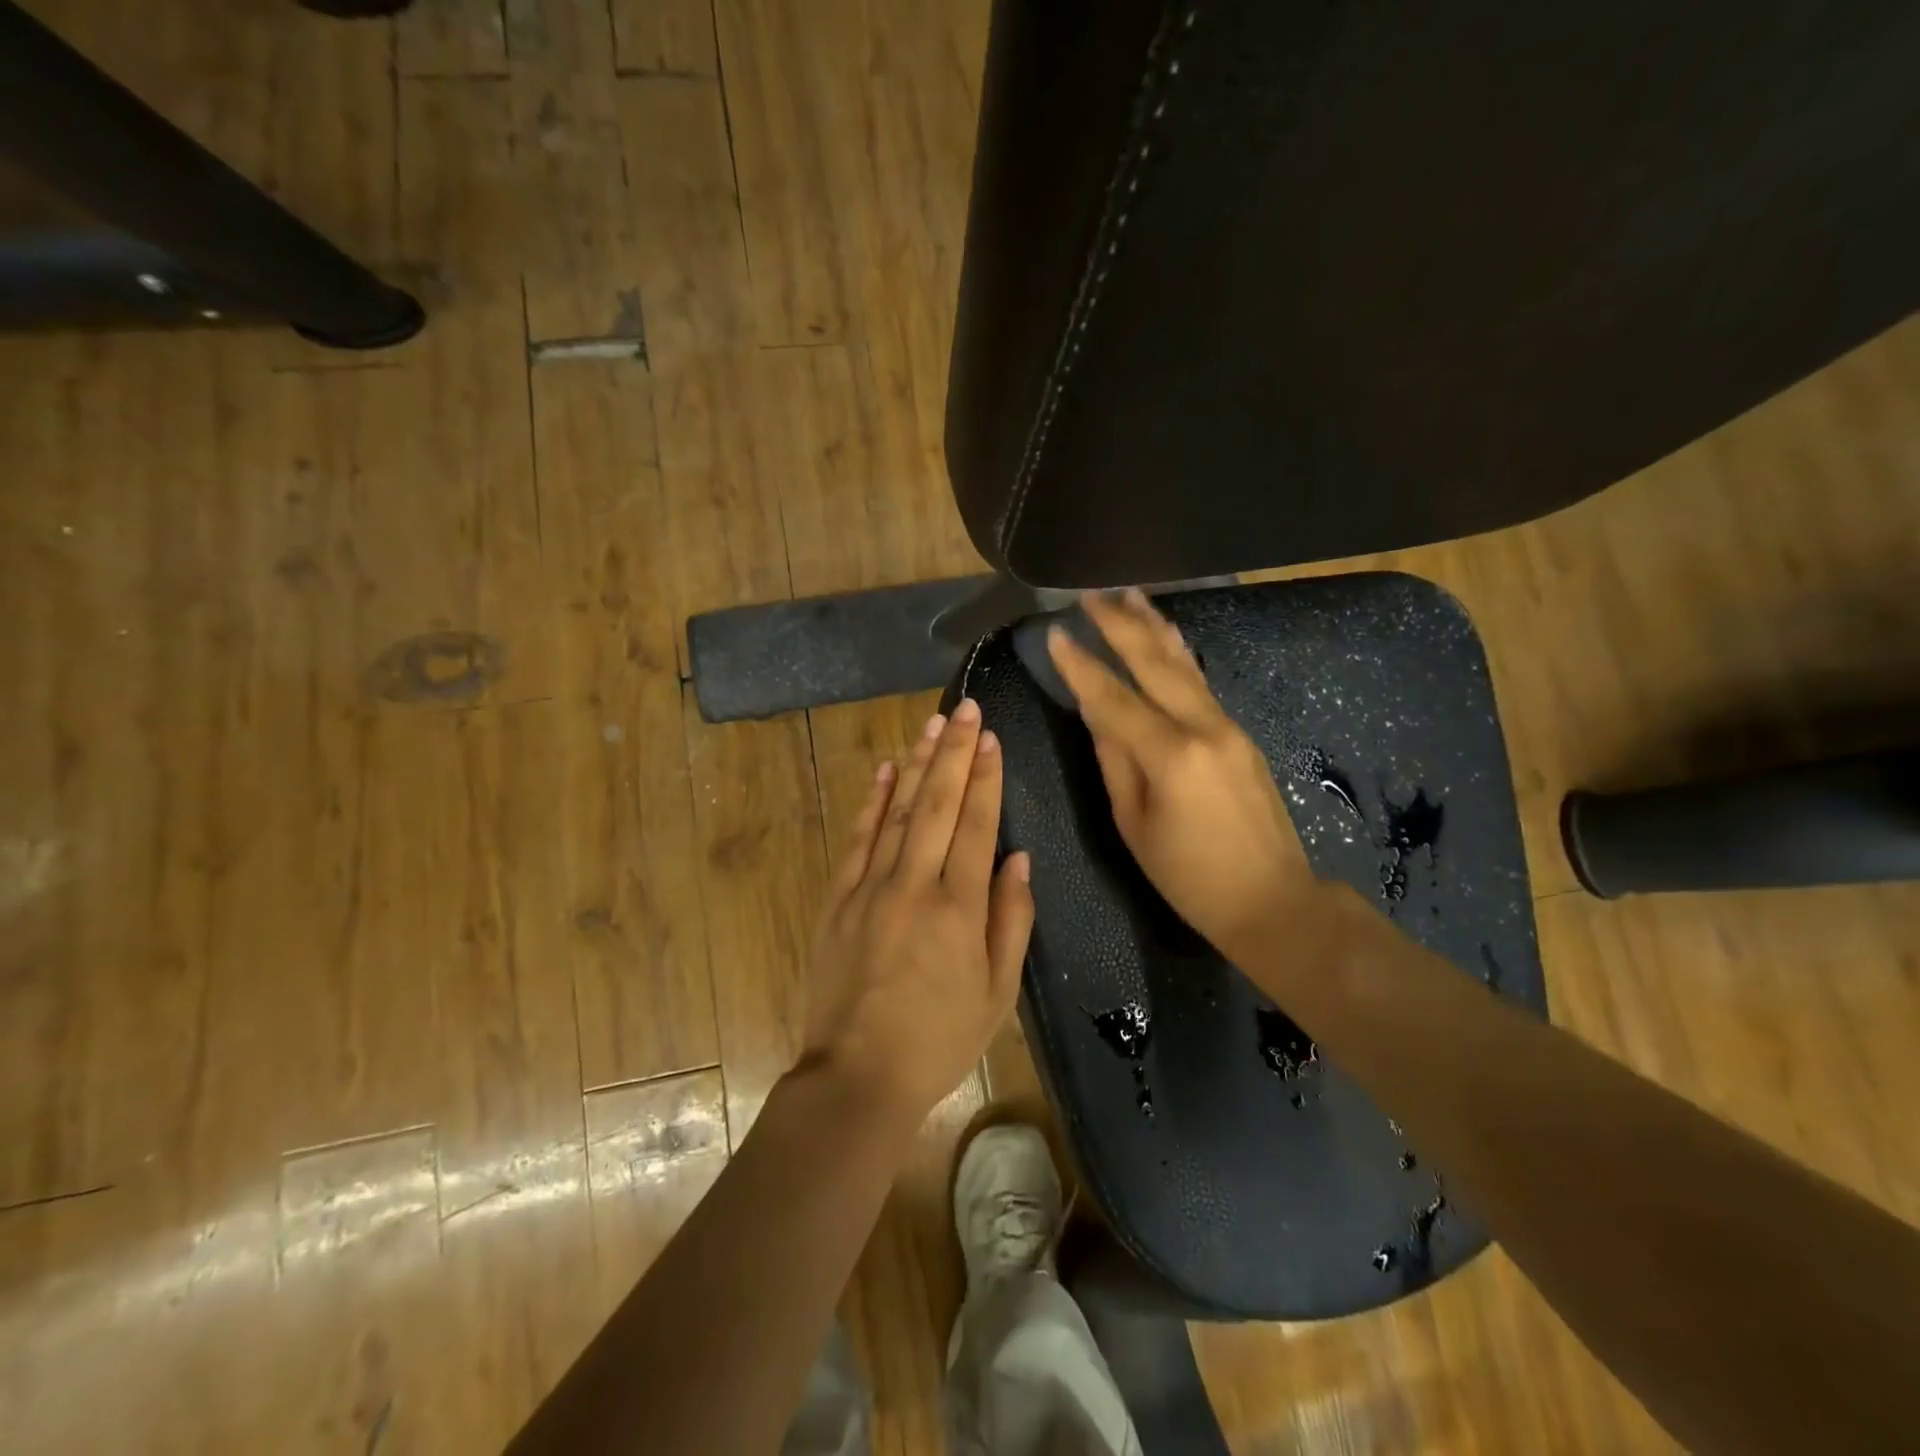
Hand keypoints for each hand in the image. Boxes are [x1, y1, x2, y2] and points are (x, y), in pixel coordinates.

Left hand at [801, 698, 1035, 1121]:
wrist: (857, 1074)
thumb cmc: (939, 1039)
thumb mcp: (997, 992)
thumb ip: (1011, 920)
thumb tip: (1019, 859)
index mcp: (960, 907)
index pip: (977, 824)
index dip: (986, 777)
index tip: (991, 738)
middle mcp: (915, 884)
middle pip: (939, 803)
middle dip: (954, 752)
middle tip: (965, 709)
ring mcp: (871, 887)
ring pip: (899, 810)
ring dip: (917, 764)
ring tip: (932, 725)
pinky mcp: (839, 898)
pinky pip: (859, 838)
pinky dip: (874, 801)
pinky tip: (886, 770)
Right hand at [1048, 589, 1316, 958]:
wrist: (1273, 900)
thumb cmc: (1190, 876)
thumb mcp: (1135, 824)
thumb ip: (1114, 761)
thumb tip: (1095, 713)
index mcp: (1170, 755)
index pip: (1114, 698)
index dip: (1081, 666)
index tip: (1056, 633)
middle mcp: (1203, 727)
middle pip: (1155, 664)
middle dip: (1120, 625)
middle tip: (1091, 595)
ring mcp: (1228, 726)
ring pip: (1185, 665)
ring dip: (1154, 627)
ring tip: (1130, 595)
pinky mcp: (1240, 734)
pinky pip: (1201, 683)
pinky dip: (1177, 654)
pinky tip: (1166, 637)